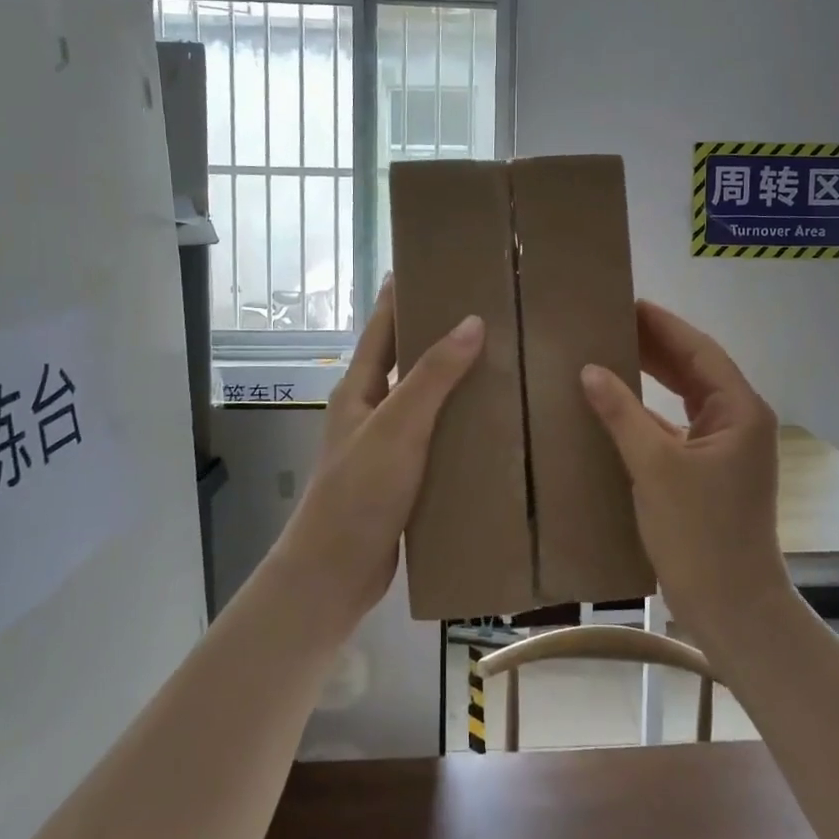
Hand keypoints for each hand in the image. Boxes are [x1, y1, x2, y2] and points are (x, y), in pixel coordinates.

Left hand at [276, 281, 484, 627]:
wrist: (335, 574)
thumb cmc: (359, 492)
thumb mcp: (398, 427)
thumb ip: (433, 376)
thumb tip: (472, 321)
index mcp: (359, 388)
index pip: (383, 326)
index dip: (403, 293)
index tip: (434, 264)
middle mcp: (371, 409)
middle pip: (407, 359)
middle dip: (440, 333)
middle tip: (488, 310)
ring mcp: (387, 444)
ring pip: (426, 400)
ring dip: (456, 380)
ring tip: (504, 360)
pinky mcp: (404, 476)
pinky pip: (437, 437)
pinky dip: (461, 424)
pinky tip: (495, 423)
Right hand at [580, 301, 793, 642]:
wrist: (731, 607)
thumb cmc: (699, 533)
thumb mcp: (654, 467)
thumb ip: (622, 413)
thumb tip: (590, 370)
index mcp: (739, 411)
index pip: (699, 351)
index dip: (663, 325)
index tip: (627, 302)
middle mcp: (738, 421)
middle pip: (695, 369)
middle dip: (655, 345)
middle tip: (610, 322)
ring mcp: (726, 448)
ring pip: (686, 397)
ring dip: (653, 376)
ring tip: (611, 351)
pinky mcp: (710, 471)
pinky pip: (677, 425)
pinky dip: (650, 412)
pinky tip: (618, 405)